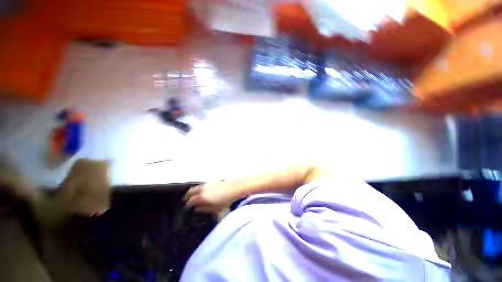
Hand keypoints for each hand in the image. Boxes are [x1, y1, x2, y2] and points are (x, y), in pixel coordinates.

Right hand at [183, 181, 239, 212]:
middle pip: (191, 191)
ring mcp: (207, 184)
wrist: (234, 189)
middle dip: (187, 196)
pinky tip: (201, 191)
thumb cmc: (225, 200)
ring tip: (192, 195)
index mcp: (202, 197)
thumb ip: (204, 208)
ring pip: (196, 187)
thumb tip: (196, 208)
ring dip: (192, 191)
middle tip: (186, 200)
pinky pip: (201, 185)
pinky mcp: (211, 181)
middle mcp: (202, 189)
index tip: (187, 207)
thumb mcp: (214, 208)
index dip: (187, 204)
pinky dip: (198, 188)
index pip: (190, 200)